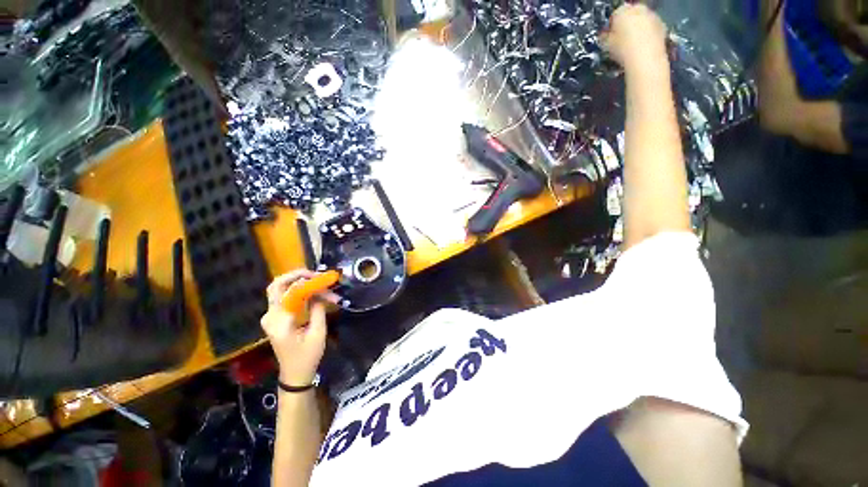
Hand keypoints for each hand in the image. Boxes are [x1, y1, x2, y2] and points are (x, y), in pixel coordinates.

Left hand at [260, 270, 338, 385]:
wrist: (294, 374)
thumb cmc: (307, 356)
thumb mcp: (318, 332)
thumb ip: (318, 309)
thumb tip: (319, 290)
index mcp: (279, 321)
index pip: (289, 291)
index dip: (307, 282)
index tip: (324, 279)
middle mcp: (270, 316)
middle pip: (277, 285)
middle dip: (297, 276)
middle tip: (317, 275)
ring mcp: (270, 316)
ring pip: (280, 289)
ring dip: (300, 283)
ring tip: (320, 283)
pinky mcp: (275, 317)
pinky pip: (285, 297)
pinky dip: (299, 291)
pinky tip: (313, 291)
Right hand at [602, 3, 668, 70]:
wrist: (645, 58)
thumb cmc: (623, 50)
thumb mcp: (606, 45)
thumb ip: (605, 37)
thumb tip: (604, 36)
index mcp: (622, 11)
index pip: (615, 15)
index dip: (612, 26)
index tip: (610, 37)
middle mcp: (638, 9)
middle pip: (631, 15)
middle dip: (627, 25)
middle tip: (621, 40)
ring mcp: (652, 16)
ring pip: (642, 21)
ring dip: (638, 29)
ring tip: (632, 46)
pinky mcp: (662, 26)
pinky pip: (652, 28)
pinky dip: (648, 35)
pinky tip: (643, 48)